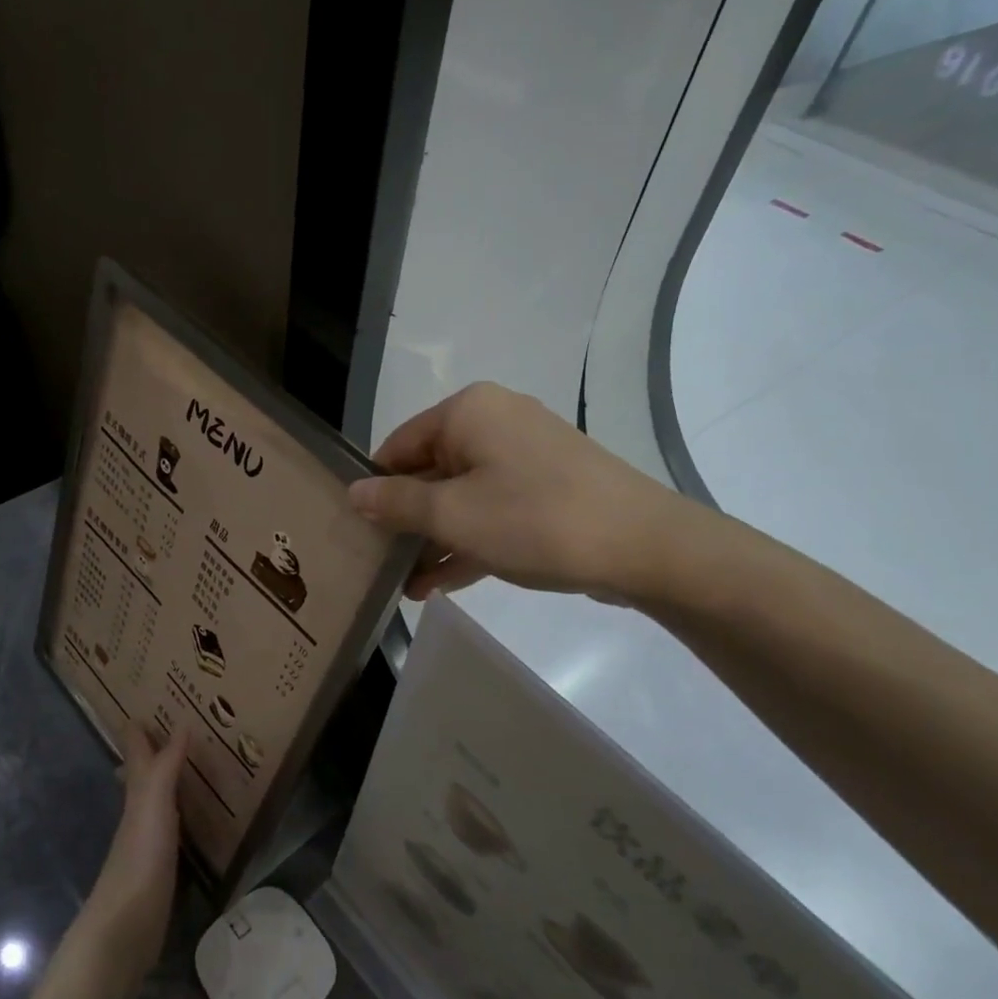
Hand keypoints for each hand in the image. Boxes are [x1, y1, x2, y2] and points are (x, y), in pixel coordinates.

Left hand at [75, 725, 186, 992]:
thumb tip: (181, 722)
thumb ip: (165, 767)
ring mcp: (147, 844)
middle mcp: (139, 814)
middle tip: (171, 727)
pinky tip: (192, 819)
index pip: (137, 753)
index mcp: (137, 795)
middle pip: (142, 775)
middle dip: (151, 751)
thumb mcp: (153, 807)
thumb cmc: (138, 862)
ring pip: (156, 801)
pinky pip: (173, 830)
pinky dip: (181, 815)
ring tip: (189, 765)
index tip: (145, 704)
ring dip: (167, 781)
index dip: (139, 730)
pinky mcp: (160, 871)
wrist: (123, 933)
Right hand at [348, 382, 697, 603]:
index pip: (398, 445)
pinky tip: (438, 584)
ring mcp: (524, 456)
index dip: (375, 489)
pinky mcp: (546, 488)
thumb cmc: (535, 520)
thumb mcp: (454, 516)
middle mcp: (494, 423)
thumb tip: (354, 493)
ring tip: (405, 586)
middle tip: (379, 564)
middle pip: (429, 471)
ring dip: (433, 539)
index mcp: (467, 413)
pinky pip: (492, 510)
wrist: (644, 547)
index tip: (357, 532)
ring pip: (461, 496)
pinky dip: (467, 541)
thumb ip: (397, 504)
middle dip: (406, 521)